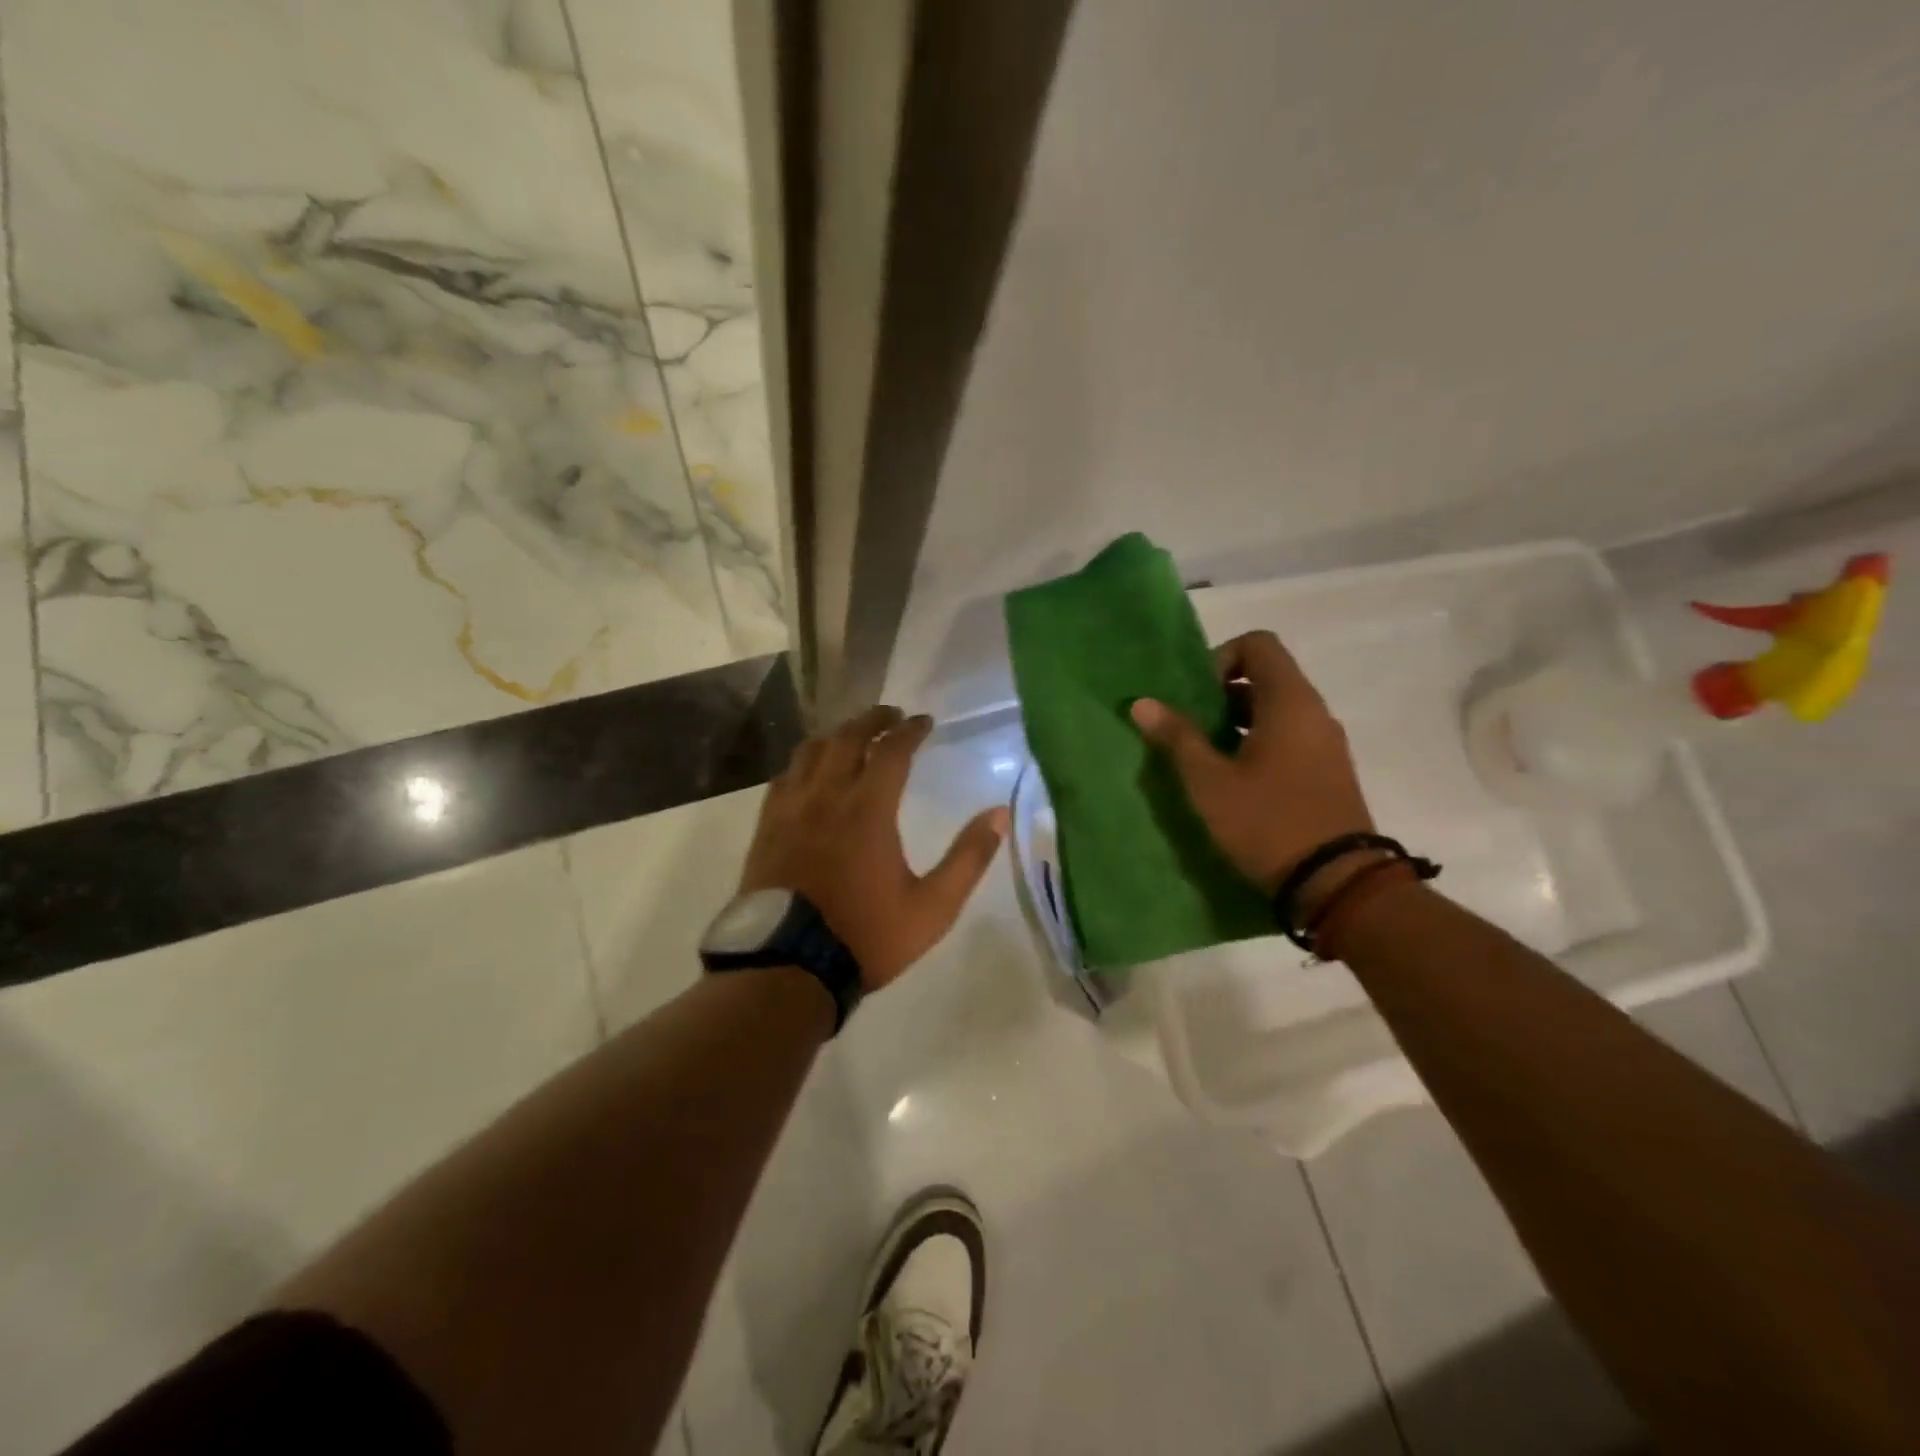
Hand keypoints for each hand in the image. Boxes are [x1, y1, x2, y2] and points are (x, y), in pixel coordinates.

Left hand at [741, 706, 1009, 990]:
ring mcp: (790, 810)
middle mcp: (826, 796)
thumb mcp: (933, 907)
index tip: (924, 721)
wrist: (788, 967)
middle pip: (847, 738)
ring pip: (811, 751)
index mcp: (868, 809)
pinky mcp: (766, 828)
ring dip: (837, 735)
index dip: (910, 730)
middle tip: (891, 715)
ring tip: (853, 735)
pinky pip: (784, 778)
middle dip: (872, 719)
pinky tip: (810, 772)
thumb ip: (968, 858)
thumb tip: (999, 814)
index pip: (892, 750)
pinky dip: (804, 763)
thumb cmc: (866, 936)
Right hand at [1131, 631, 1375, 909]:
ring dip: (1238, 722)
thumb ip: (1177, 737)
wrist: (1336, 883)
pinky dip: (1259, 743)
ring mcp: (1326, 743)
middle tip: (1190, 729)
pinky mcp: (1329, 771)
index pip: (1258, 644)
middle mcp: (1314, 712)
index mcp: (1289, 701)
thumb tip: (1142, 702)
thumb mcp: (1209, 781)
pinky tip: (1236, 781)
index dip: (1220, 658)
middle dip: (1222, 695)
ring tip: (1207, 758)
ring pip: (1277, 710)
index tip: (1197, 698)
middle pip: (1266, 676)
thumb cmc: (1267, 821)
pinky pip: (1290, 737)